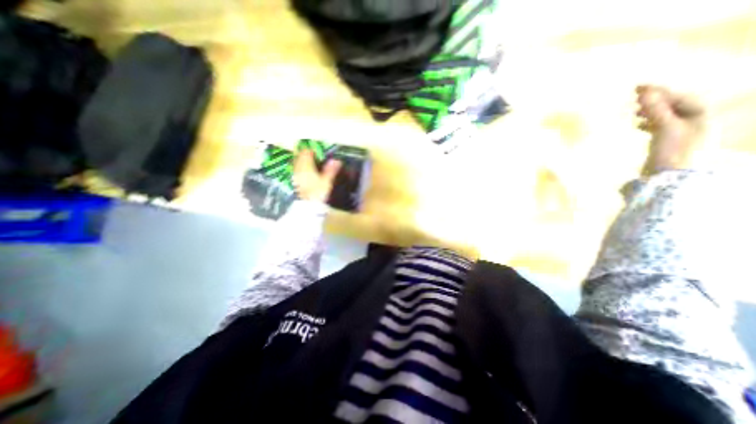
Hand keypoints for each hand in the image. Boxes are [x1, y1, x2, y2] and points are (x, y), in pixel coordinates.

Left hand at [292, 150, 342, 203]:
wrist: (308, 207)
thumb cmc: (318, 193)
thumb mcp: (327, 181)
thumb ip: (331, 170)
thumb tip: (336, 160)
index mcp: (306, 166)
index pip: (306, 152)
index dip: (312, 150)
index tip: (318, 152)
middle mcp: (298, 168)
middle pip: (300, 157)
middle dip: (306, 155)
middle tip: (315, 157)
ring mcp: (295, 175)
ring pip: (297, 164)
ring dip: (303, 162)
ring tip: (311, 165)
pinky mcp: (294, 182)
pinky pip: (296, 171)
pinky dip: (301, 170)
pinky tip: (306, 174)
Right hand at [633, 85, 712, 173]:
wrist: (672, 177)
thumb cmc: (674, 150)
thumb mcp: (666, 128)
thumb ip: (656, 110)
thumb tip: (645, 93)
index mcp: (700, 114)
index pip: (678, 97)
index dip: (658, 91)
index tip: (637, 87)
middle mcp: (694, 121)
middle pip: (673, 105)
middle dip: (654, 100)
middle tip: (634, 97)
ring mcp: (682, 132)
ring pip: (665, 116)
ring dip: (650, 112)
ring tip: (634, 111)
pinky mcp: (670, 142)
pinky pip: (659, 127)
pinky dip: (648, 123)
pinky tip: (638, 125)